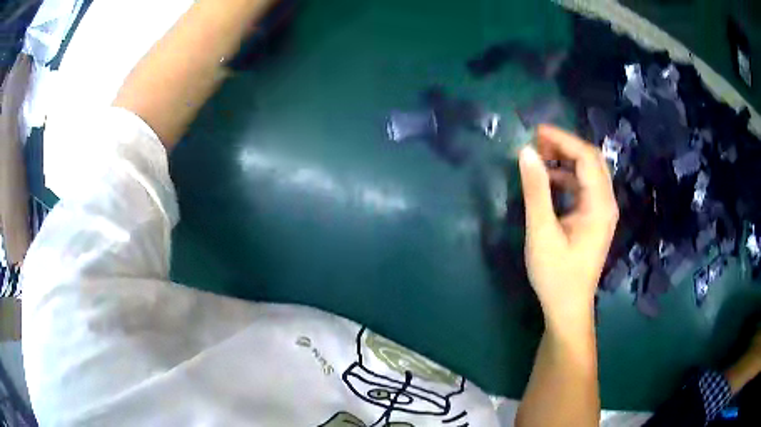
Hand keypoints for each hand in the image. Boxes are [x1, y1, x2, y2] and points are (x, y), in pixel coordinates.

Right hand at [518, 125, 617, 330]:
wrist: (567, 308)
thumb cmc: (556, 274)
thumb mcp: (542, 232)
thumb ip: (536, 190)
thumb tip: (525, 152)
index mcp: (600, 205)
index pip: (586, 157)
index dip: (562, 139)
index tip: (535, 132)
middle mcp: (606, 203)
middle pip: (592, 160)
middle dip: (565, 145)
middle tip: (537, 143)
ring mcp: (602, 212)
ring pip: (589, 172)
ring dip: (566, 159)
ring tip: (539, 157)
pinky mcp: (595, 219)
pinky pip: (584, 187)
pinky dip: (567, 176)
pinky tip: (549, 181)